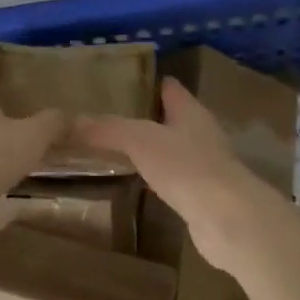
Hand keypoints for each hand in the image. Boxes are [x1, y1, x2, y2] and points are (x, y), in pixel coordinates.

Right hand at [74, 79, 288, 270]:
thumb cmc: (186, 167)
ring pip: (174, 149)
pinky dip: (158, 177)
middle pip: (172, 118)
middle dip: (146, 116)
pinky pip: (175, 179)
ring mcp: (206, 166)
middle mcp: (202, 133)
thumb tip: (70, 122)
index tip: (121, 82)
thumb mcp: (140, 141)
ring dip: (152, 149)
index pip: (169, 87)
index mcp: (191, 111)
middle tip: (109, 117)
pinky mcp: (204, 196)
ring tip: (118, 149)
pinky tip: (139, 183)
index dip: (148, 82)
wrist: (228, 218)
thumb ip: (108, 129)